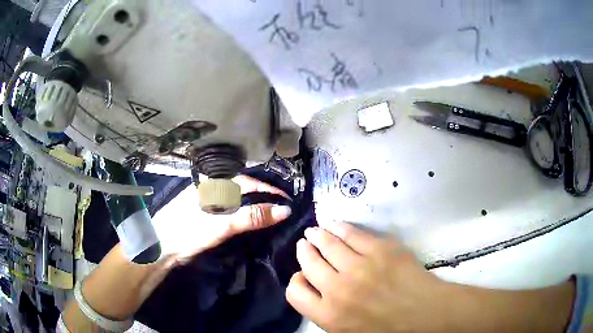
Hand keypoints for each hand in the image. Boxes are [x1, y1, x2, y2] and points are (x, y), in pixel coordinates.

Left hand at [154, 175, 292, 260]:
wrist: (162, 246)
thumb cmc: (190, 231)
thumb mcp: (222, 224)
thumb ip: (251, 216)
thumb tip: (284, 210)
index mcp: (214, 184)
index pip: (248, 182)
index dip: (268, 190)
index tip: (286, 200)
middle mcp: (210, 188)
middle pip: (244, 189)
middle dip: (263, 196)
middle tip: (282, 207)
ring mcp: (206, 201)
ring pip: (237, 199)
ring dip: (254, 205)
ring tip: (271, 214)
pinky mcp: (204, 214)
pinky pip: (229, 209)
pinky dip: (243, 213)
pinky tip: (248, 221)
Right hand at [286, 220, 455, 331]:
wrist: (425, 315)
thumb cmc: (387, 330)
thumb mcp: (348, 332)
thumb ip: (326, 314)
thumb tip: (315, 292)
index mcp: (328, 315)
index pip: (295, 293)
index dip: (296, 281)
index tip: (302, 275)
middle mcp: (337, 289)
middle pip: (308, 263)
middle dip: (304, 251)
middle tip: (305, 244)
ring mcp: (359, 266)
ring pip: (327, 244)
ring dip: (317, 235)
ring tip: (315, 231)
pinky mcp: (380, 249)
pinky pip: (352, 233)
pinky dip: (339, 227)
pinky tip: (334, 224)